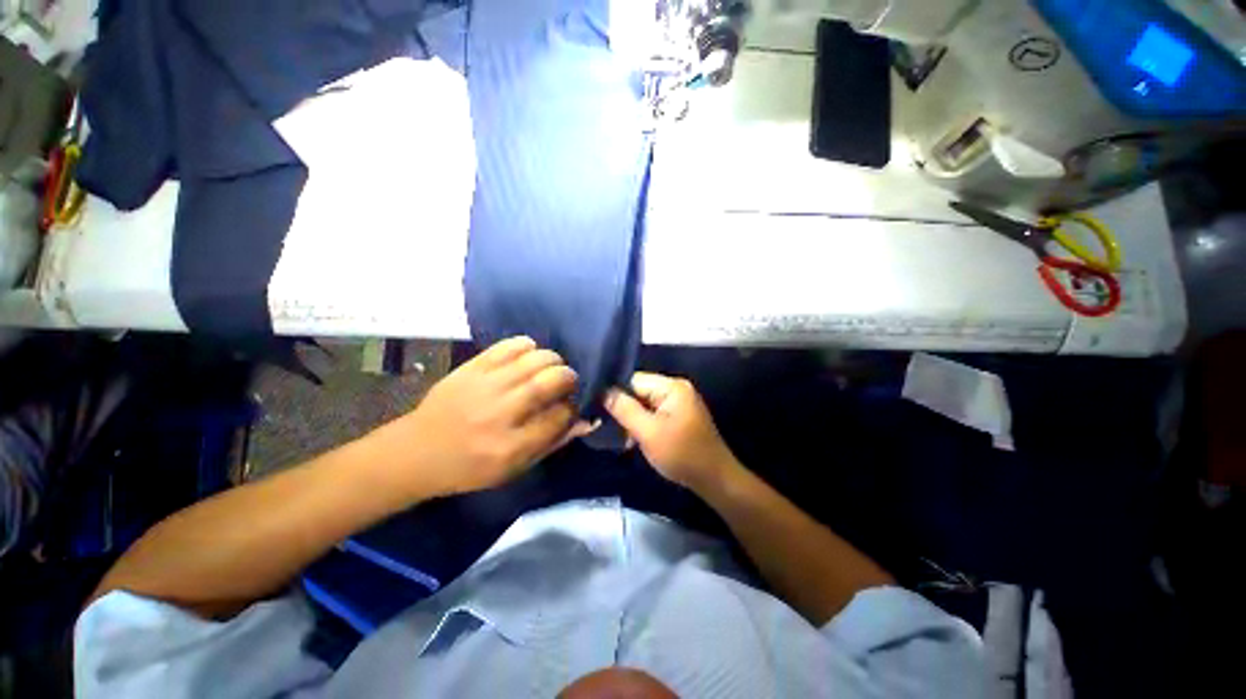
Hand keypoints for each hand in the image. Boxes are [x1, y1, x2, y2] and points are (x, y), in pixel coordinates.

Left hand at [387, 337, 593, 497]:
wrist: (417, 451)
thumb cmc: (470, 468)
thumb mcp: (514, 469)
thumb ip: (553, 443)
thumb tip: (587, 421)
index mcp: (512, 447)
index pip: (561, 416)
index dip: (574, 407)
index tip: (574, 404)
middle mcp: (501, 413)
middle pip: (551, 382)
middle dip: (569, 377)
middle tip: (568, 381)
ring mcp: (485, 386)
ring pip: (535, 359)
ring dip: (553, 360)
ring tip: (552, 368)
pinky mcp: (472, 368)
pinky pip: (509, 346)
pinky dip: (527, 346)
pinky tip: (529, 355)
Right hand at [604, 373, 739, 491]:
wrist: (714, 479)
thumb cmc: (681, 454)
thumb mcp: (648, 432)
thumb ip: (624, 409)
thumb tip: (603, 391)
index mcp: (672, 386)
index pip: (634, 380)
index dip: (616, 393)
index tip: (598, 408)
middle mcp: (676, 389)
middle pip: (639, 391)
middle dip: (625, 409)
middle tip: (609, 427)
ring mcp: (679, 403)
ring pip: (645, 404)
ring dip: (633, 420)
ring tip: (623, 437)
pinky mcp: (679, 416)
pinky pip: (654, 414)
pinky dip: (644, 425)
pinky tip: (634, 439)